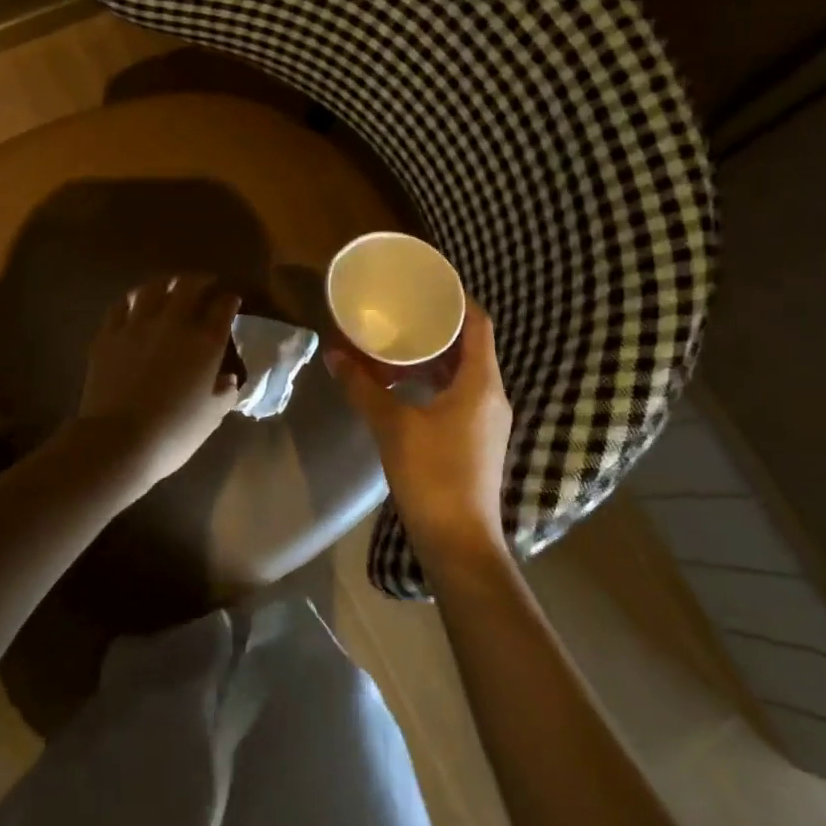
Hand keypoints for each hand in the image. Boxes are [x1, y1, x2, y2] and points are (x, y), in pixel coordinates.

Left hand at [77, 274, 242, 491]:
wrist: (119, 440)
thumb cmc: (174, 432)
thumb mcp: (212, 416)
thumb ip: (225, 392)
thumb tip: (228, 378)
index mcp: (205, 342)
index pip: (223, 308)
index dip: (229, 300)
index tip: (231, 300)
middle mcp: (174, 324)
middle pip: (188, 286)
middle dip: (200, 281)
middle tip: (204, 284)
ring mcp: (137, 325)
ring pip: (153, 288)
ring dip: (166, 283)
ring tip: (170, 285)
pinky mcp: (109, 334)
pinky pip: (122, 305)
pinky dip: (133, 299)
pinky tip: (135, 302)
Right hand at [327, 300, 512, 567]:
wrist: (459, 543)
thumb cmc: (432, 476)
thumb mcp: (392, 426)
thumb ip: (363, 387)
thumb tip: (334, 354)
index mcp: (481, 384)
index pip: (478, 324)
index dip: (458, 299)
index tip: (428, 283)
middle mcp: (492, 396)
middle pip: (471, 346)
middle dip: (439, 326)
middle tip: (403, 309)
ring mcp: (487, 420)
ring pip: (464, 373)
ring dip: (434, 356)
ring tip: (398, 343)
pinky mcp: (477, 440)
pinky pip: (459, 394)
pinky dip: (435, 381)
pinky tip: (404, 385)